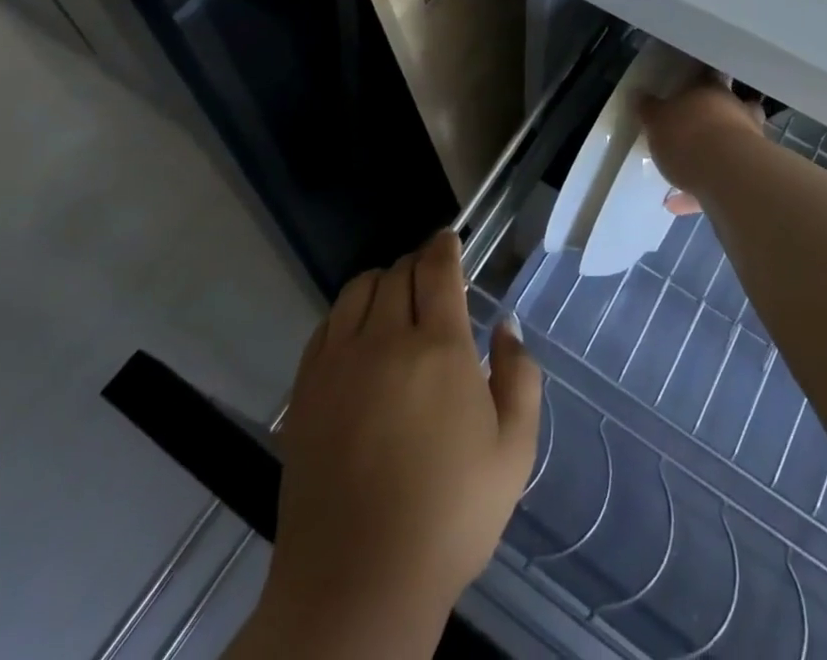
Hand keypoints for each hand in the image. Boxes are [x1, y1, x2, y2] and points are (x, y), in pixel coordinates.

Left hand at [245, 229, 540, 658]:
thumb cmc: (449, 518)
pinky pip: (326, 325)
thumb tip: (506, 326)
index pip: (437, 270)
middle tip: (431, 278)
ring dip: (382, 282)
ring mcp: (338, 364)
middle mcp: (384, 341)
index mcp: (439, 348)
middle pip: (398, 273)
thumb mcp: (513, 452)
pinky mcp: (306, 391)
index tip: (451, 240)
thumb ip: (520, 377)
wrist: (358, 585)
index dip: (445, 246)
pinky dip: (347, 313)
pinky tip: (357, 335)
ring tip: (394, 301)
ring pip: (358, 290)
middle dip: (418, 264)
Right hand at [639, 79, 764, 215]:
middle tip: (693, 128)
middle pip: (729, 108)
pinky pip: (722, 180)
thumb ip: (649, 108)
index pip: (708, 76)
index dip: (699, 81)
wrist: (728, 176)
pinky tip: (677, 205)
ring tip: (679, 175)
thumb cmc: (687, 135)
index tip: (689, 87)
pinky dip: (702, 191)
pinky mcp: (749, 175)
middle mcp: (735, 111)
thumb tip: (639, 94)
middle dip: (714, 118)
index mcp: (711, 90)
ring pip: (729, 145)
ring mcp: (748, 142)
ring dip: (710, 157)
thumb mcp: (656, 120)